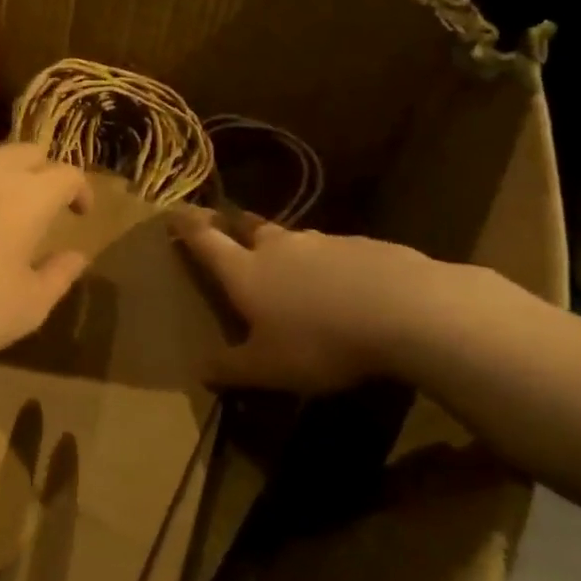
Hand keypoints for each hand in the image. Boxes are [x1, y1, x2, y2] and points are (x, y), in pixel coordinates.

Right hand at [171, 208, 440, 391]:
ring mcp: (323, 242)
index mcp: (246, 272)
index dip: (188, 226)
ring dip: (284, 248)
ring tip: (290, 266)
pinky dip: (328, 263)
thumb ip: (231, 368)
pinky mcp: (364, 246)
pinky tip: (344, 287)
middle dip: (234, 226)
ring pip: (294, 240)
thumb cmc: (321, 341)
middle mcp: (279, 248)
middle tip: (227, 226)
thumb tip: (200, 370)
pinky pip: (335, 252)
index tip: (174, 210)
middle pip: (249, 228)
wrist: (406, 310)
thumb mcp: (268, 368)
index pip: (207, 241)